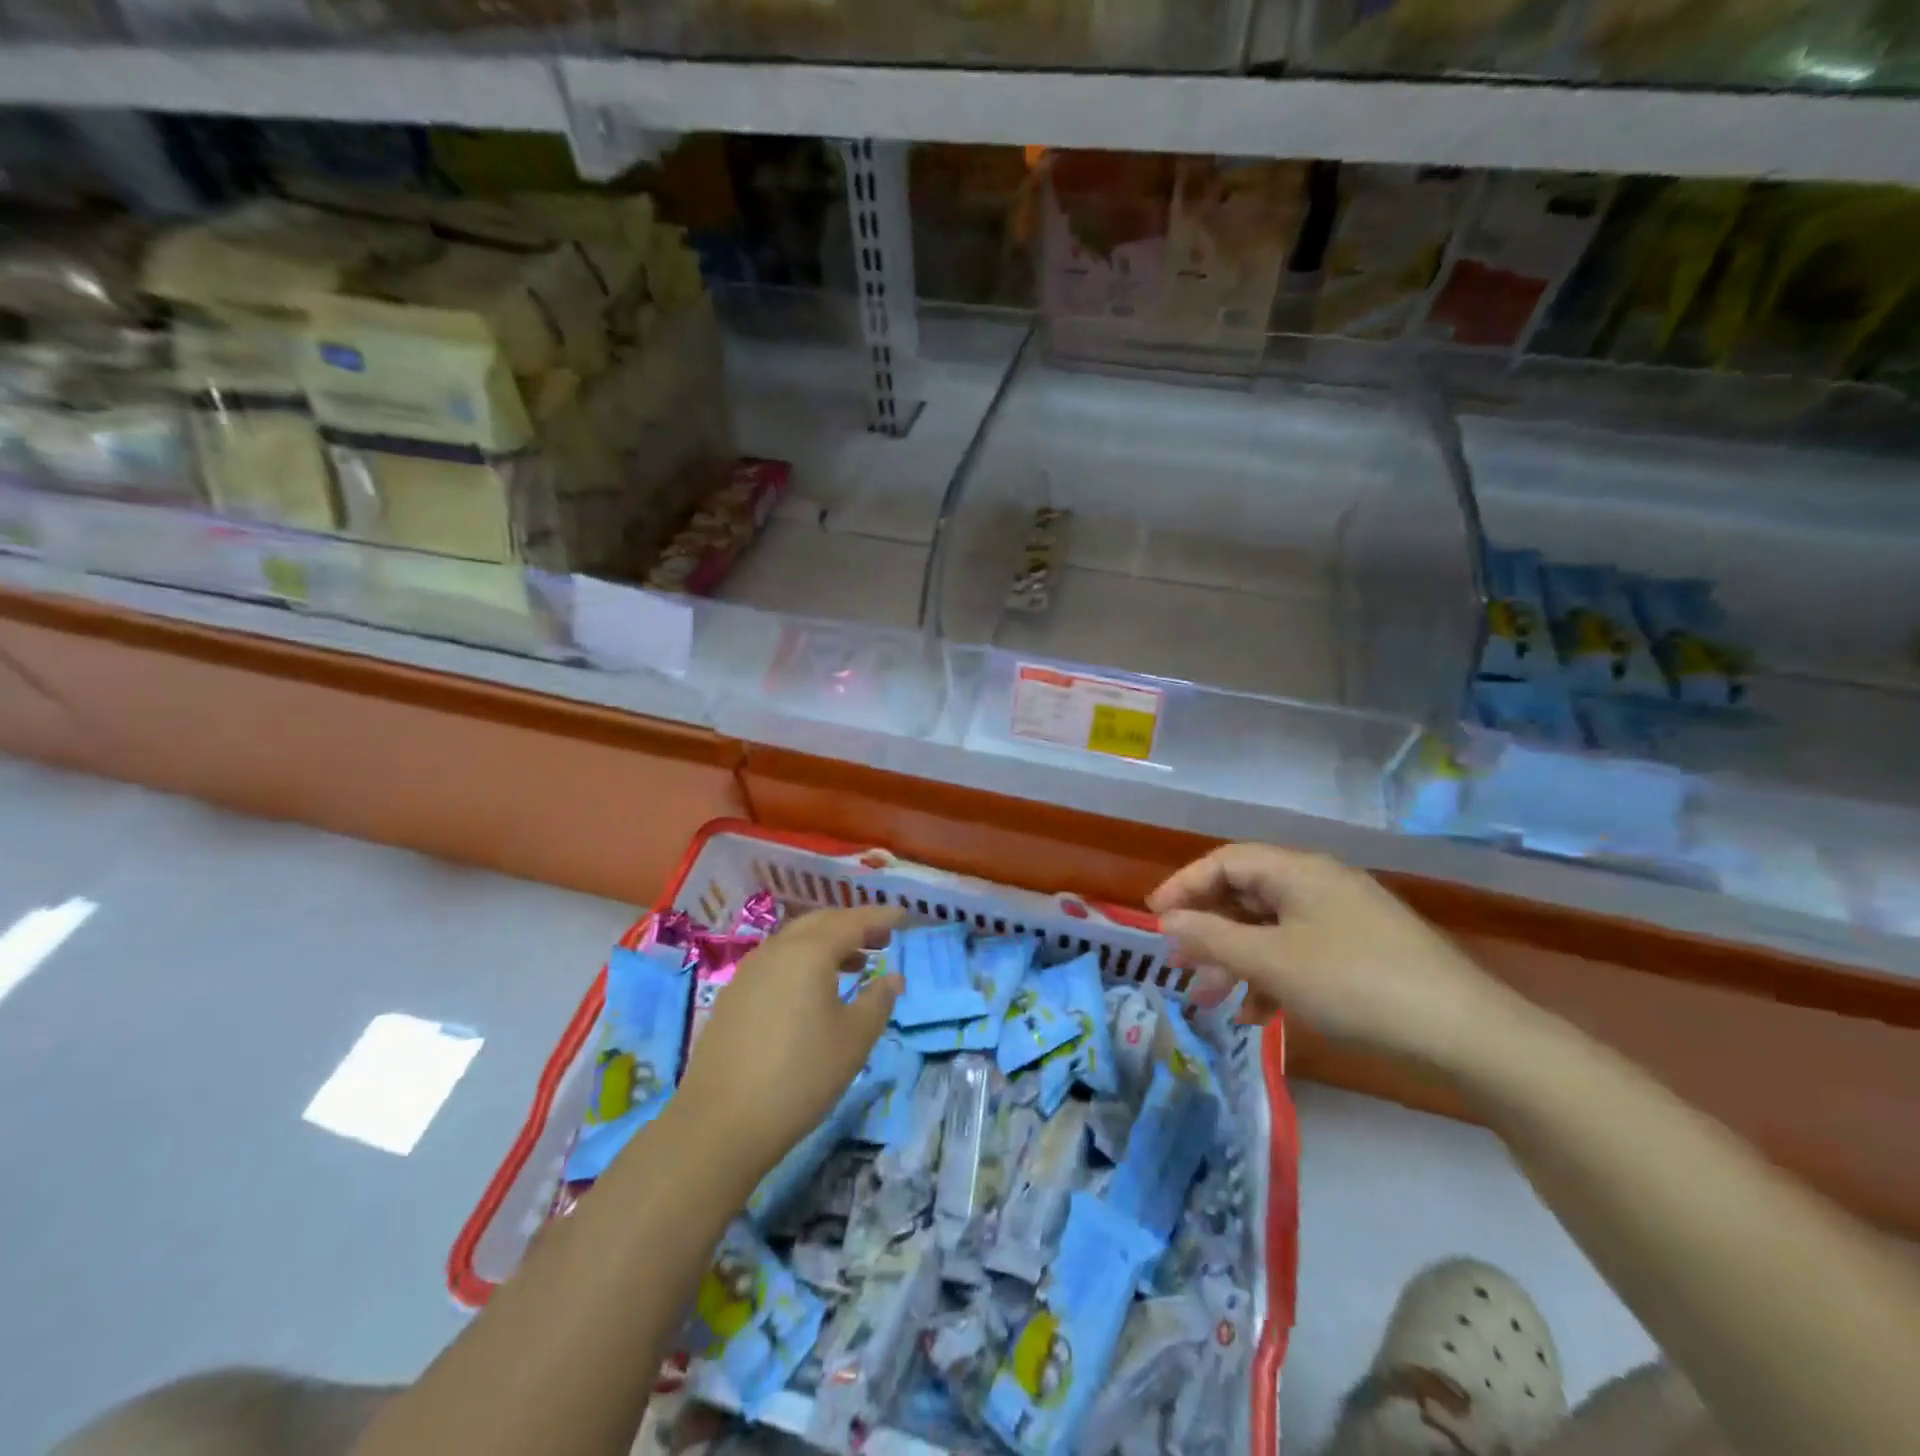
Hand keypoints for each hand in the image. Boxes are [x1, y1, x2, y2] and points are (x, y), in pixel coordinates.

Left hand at [676, 906, 903, 1177]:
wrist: (721, 1122)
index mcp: (809, 952)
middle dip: (853, 925)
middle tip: (881, 938)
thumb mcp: (854, 1039)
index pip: (853, 921)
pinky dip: (802, 962)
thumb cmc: (800, 1075)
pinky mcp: (733, 996)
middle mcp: (777, 950)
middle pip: (820, 922)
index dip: (881, 917)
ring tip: (853, 964)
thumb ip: (879, 1001)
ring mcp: (749, 971)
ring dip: (827, 943)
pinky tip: (811, 991)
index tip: (904, 915)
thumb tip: (893, 978)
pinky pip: (776, 962)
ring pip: (795, 941)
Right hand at [1148, 844, 1525, 1072]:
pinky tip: (1259, 1015)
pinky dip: (1272, 977)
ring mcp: (1343, 919)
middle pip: (1246, 895)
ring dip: (1235, 960)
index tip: (1153, 918)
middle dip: (1207, 930)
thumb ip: (1212, 938)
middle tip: (1177, 964)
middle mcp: (1318, 885)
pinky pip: (1300, 953)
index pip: (1225, 862)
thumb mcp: (1271, 963)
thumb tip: (1167, 921)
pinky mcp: (1362, 952)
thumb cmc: (1354, 984)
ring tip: (1209, 999)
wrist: (1466, 1033)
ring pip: (1271, 929)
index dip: (1184, 885)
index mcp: (1297, 871)